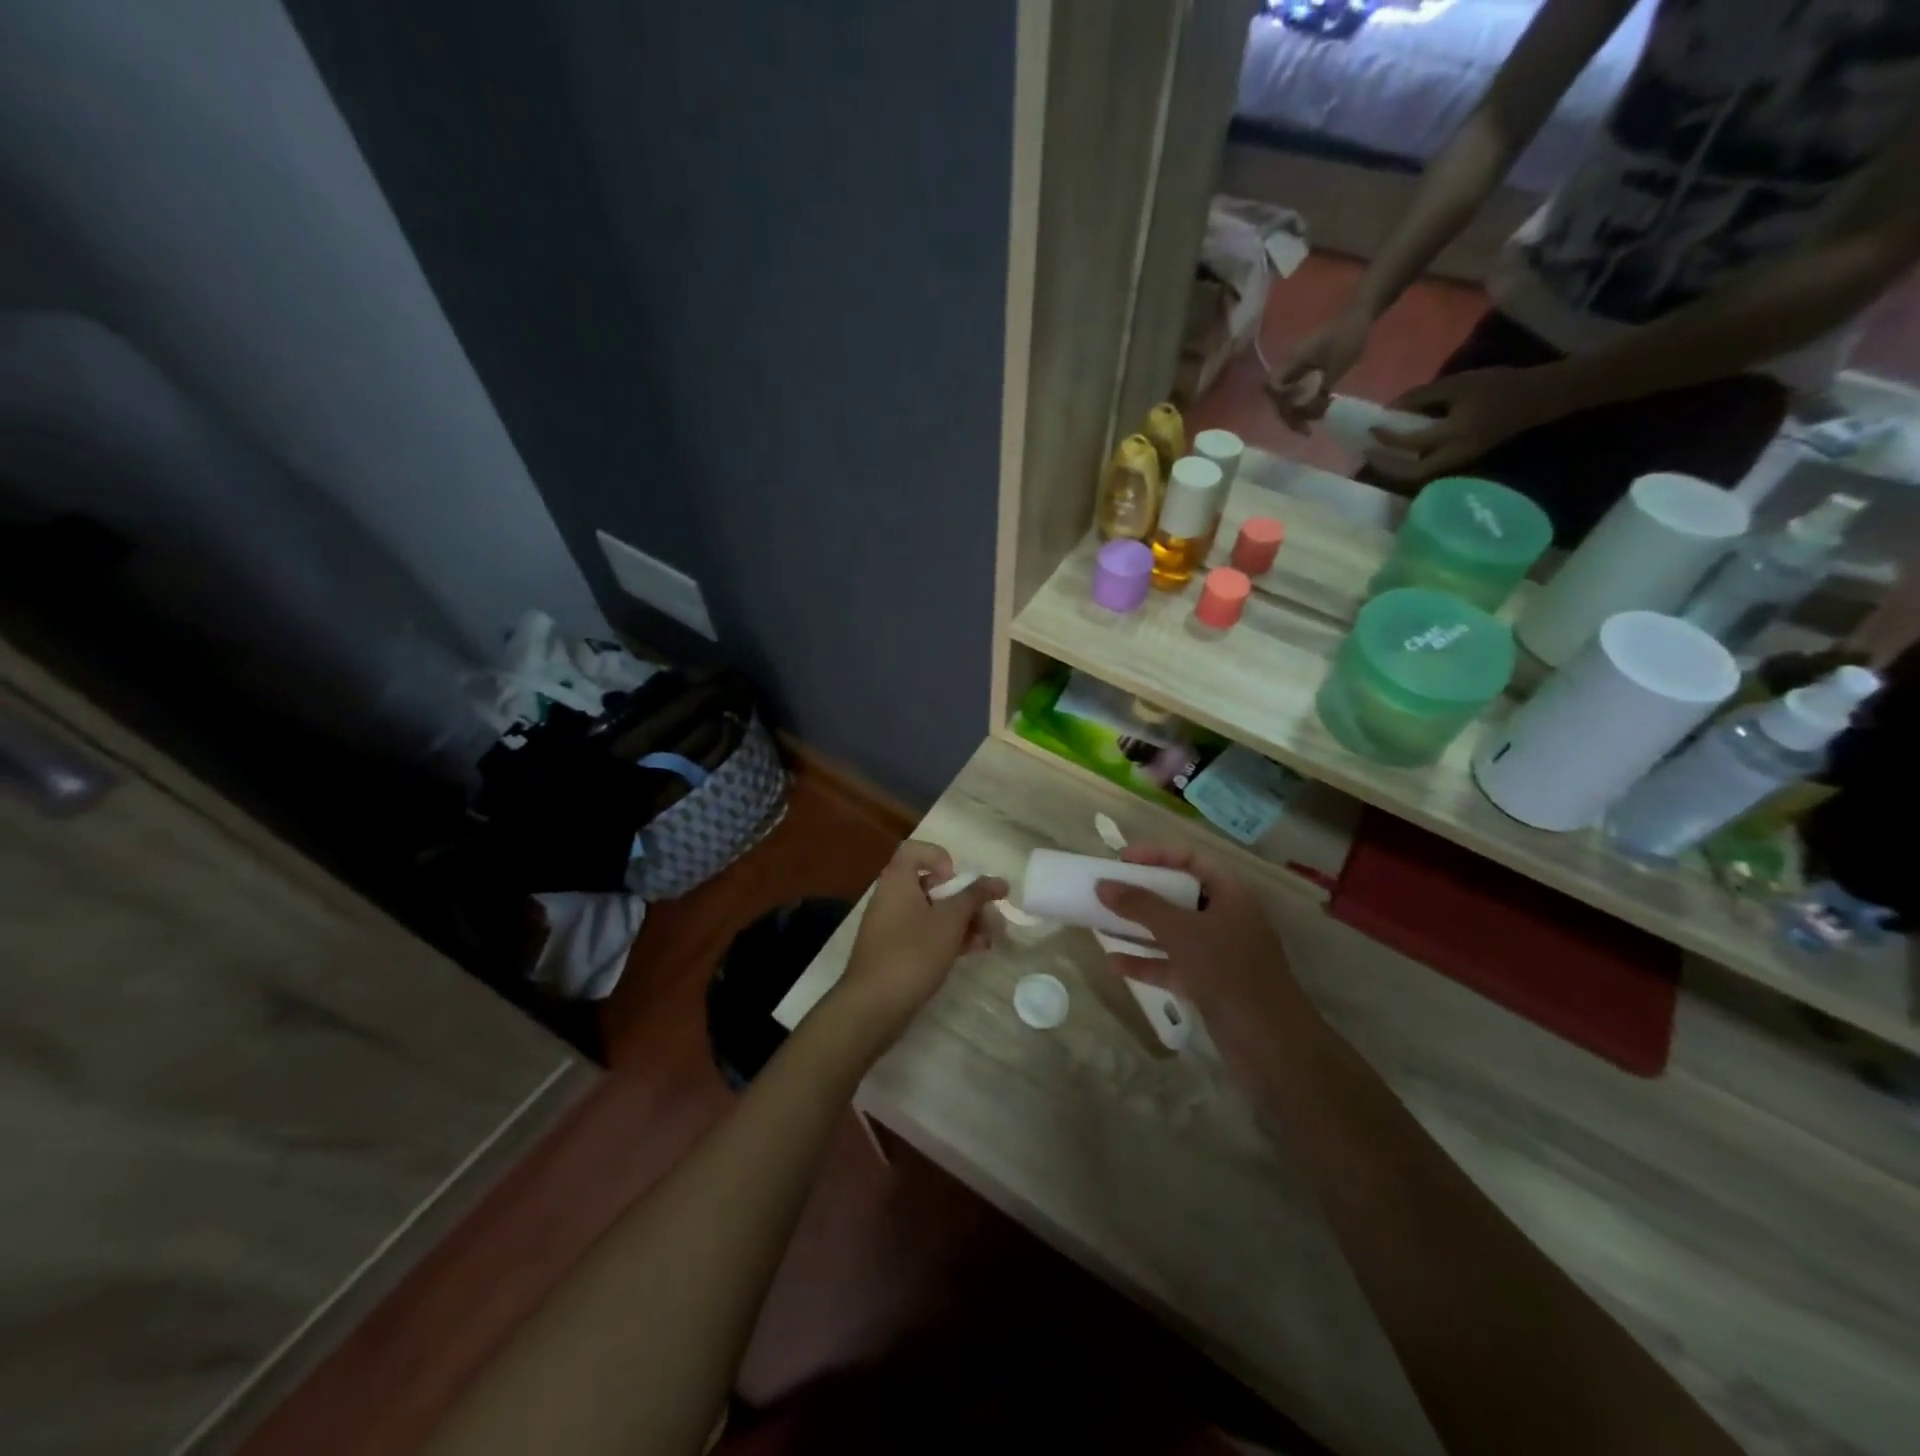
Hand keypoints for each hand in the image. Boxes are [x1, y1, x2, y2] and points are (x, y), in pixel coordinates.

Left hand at [834, 840, 1006, 1032]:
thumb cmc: (912, 953)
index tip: (957, 882)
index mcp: (897, 880)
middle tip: (987, 916)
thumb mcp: (950, 921)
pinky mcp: (894, 951)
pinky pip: (924, 933)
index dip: (941, 858)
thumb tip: (999, 881)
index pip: (916, 850)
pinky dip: (948, 937)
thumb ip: (975, 897)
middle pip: (931, 884)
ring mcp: (891, 925)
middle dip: (964, 898)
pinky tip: (974, 951)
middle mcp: (891, 896)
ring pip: (932, 912)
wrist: (872, 1006)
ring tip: (988, 939)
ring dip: (962, 921)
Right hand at [1093, 846, 1298, 1025]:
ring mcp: (1220, 952)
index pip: (1192, 858)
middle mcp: (1227, 917)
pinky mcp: (1210, 983)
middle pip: (1181, 893)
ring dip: (1140, 927)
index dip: (1157, 853)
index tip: (1121, 859)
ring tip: (1102, 922)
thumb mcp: (1181, 932)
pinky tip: (1114, 964)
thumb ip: (1141, 906)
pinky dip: (1147, 962)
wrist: (1270, 1044)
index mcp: (1231, 894)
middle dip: (1144, 892)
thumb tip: (1103, 885)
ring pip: (1174, 930)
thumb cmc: (1228, 971)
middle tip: (1110, 889)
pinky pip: (1173, 963)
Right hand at [1266, 308, 1371, 430]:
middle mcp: (1289, 366)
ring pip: (1288, 396)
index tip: (1299, 418)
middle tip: (1306, 429)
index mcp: (1292, 362)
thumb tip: (1305, 412)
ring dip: (1298, 411)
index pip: (1275, 390)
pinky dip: (1305, 402)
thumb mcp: (1336, 366)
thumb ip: (1319, 390)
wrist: (1360, 314)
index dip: (1283, 406)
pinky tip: (1320, 408)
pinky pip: (1298, 390)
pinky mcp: (1305, 369)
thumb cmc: (1348, 336)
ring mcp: (1296, 368)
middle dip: (1291, 415)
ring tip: (1315, 420)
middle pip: (1279, 397)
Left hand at [1366, 366, 1570, 483]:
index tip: (1370, 428)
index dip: (1387, 437)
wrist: (1539, 397)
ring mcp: (1459, 462)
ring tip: (1377, 454)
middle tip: (1367, 453)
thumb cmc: (1499, 386)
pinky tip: (1399, 453)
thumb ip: (1422, 397)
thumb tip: (1389, 409)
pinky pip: (1429, 469)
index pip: (1412, 442)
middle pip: (1411, 473)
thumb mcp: (1458, 384)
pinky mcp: (1461, 461)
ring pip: (1419, 475)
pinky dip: (1410, 464)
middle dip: (1386, 467)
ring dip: (1396, 468)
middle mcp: (1455, 455)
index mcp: (1456, 433)